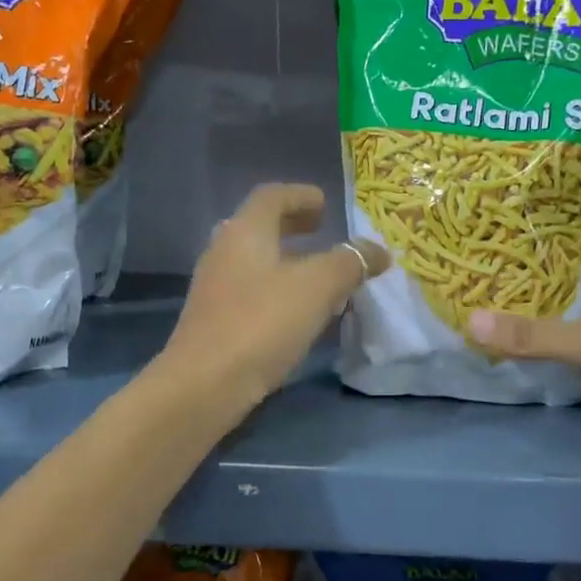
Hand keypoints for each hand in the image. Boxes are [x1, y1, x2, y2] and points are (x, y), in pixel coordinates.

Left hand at [164, 183, 388, 403]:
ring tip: (318, 275)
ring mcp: (214, 286)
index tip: (326, 205)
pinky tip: (297, 311)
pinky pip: (250, 289)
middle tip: (322, 232)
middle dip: (293, 225)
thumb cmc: (262, 322)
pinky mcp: (213, 319)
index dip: (301, 195)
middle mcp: (224, 250)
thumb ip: (350, 262)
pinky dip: (276, 288)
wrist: (204, 385)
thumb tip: (377, 250)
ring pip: (254, 259)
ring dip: (286, 259)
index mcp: (245, 231)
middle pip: (260, 225)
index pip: (272, 196)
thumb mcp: (317, 287)